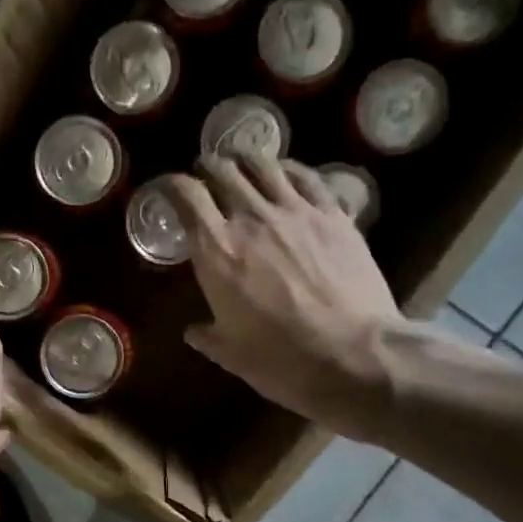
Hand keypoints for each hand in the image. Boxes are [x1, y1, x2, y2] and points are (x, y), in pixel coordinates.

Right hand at [168, 153, 402, 426]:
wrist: (355, 357)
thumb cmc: (282, 361)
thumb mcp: (232, 354)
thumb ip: (208, 336)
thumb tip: (194, 331)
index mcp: (217, 251)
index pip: (187, 196)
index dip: (172, 186)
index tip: (167, 190)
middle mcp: (252, 218)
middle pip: (224, 171)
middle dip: (208, 168)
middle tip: (205, 174)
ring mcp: (297, 212)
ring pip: (265, 165)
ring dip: (247, 160)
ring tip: (243, 164)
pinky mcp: (334, 215)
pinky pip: (307, 177)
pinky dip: (290, 170)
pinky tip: (287, 173)